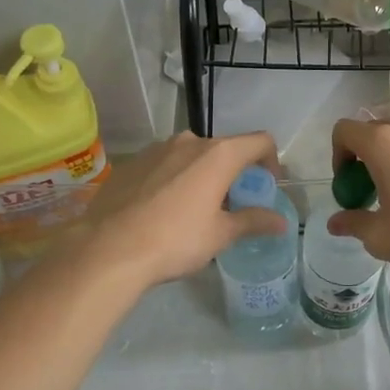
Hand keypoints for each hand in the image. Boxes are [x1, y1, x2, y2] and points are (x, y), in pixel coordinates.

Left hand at [77, 131, 286, 289]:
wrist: (108, 248)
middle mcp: (189, 142)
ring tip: (195, 209)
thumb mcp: (220, 234)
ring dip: (202, 175)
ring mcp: (156, 149)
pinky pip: (164, 165)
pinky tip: (163, 210)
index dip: (271, 161)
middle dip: (234, 173)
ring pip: (191, 156)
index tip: (266, 188)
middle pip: (224, 149)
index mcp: (218, 155)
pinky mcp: (132, 163)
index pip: (260, 141)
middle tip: (231, 206)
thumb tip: (281, 222)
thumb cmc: (175, 240)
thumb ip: (253, 221)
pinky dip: (174, 179)